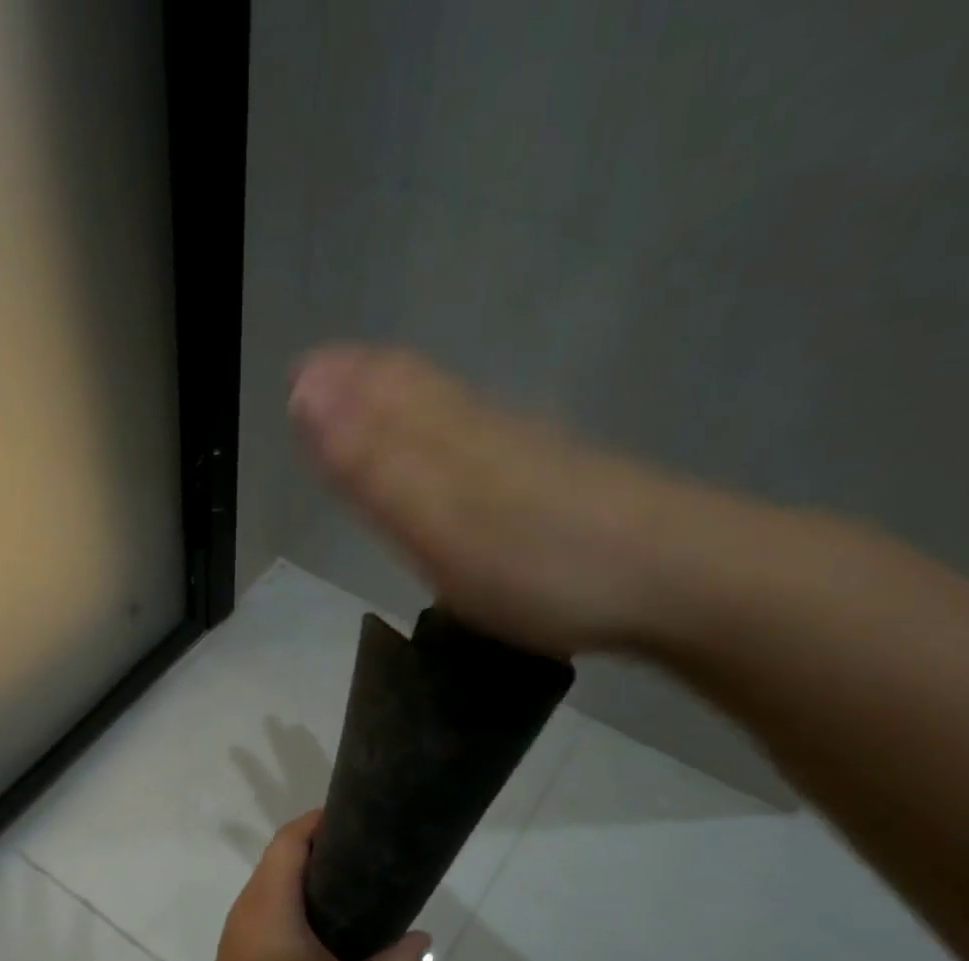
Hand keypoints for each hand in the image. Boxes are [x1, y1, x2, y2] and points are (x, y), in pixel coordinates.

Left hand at [197, 811, 429, 960]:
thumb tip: (420, 940)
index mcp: (270, 902)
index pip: (290, 840)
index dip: (321, 822)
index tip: (359, 822)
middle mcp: (249, 907)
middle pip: (282, 858)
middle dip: (322, 850)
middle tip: (369, 858)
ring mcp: (240, 931)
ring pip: (275, 886)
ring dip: (310, 880)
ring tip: (357, 889)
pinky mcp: (241, 954)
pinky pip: (270, 910)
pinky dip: (298, 905)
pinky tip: (330, 930)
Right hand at [288, 344, 697, 657]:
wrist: (673, 578)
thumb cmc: (537, 560)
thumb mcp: (436, 519)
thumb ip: (370, 463)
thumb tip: (304, 389)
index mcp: (446, 434)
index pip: (379, 387)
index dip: (336, 379)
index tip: (295, 376)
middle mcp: (483, 428)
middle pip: (415, 388)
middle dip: (364, 381)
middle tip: (324, 379)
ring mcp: (525, 452)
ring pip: (449, 410)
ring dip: (402, 402)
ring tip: (372, 402)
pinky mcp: (556, 481)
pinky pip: (482, 440)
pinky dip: (448, 431)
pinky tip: (455, 445)